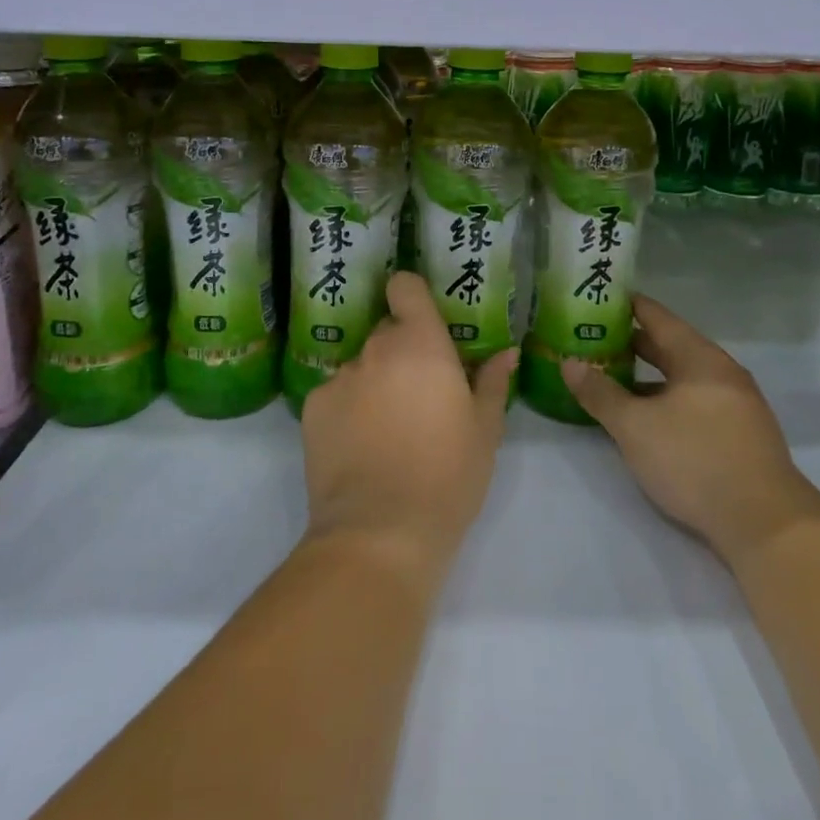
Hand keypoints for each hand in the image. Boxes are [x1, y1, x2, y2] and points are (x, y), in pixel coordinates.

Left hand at [300, 272, 517, 581]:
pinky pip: (335, 393)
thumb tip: (506, 353)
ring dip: (374, 382)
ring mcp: (340, 377)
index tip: (422, 319)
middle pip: (386, 331)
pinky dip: (347, 408)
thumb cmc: (447, 476)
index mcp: (421, 344)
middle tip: (418, 391)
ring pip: (361, 365)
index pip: (404, 286)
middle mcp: (375, 349)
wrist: (380, 533)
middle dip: (401, 351)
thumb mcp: (485, 431)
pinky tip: (359, 446)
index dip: (411, 296)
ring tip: (387, 428)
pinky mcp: (312, 407)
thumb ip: (492, 383)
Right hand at [563, 295, 819, 564]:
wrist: (766, 524)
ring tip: (614, 377)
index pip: (658, 317)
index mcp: (699, 358)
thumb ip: (600, 392)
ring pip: (684, 377)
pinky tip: (648, 417)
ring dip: (650, 376)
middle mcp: (722, 372)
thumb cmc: (695, 460)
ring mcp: (737, 404)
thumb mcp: (635, 427)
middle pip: (672, 346)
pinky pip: (696, 401)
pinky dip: (667, 398)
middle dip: (634, 343)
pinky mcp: (741, 435)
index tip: (600, 298)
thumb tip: (569, 362)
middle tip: (595, 339)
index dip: (628, 306)